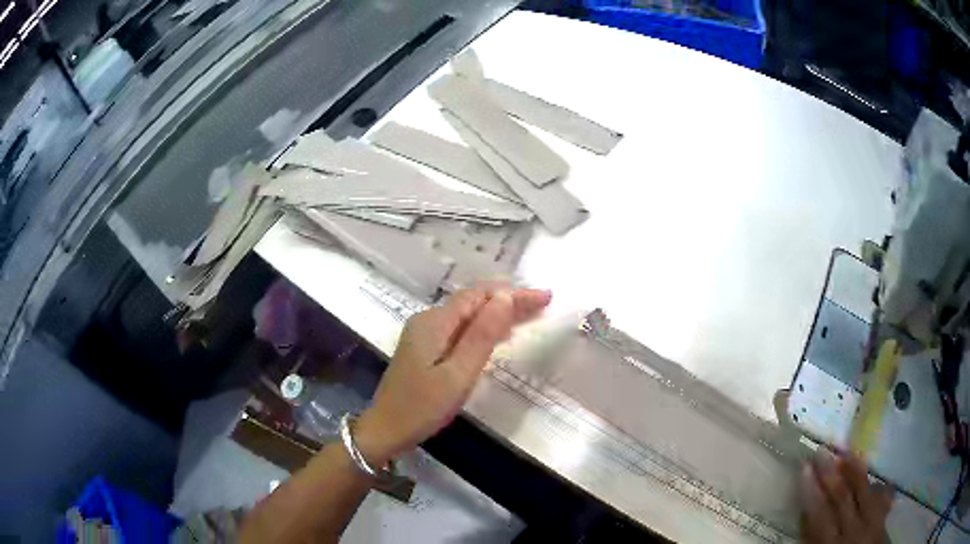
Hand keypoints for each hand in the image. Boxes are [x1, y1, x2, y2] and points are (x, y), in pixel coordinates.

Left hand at [354, 287, 551, 465]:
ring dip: (496, 312)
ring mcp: (424, 333)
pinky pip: (459, 328)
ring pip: (466, 314)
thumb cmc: (423, 407)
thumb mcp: (457, 374)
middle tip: (542, 303)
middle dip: (507, 300)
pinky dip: (482, 327)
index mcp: (435, 322)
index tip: (544, 296)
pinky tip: (497, 335)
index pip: (479, 296)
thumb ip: (481, 336)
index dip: (512, 293)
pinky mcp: (424, 347)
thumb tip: (505, 297)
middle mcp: (428, 320)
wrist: (386, 429)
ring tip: (528, 315)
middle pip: (472, 301)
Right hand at [800, 452, 893, 543]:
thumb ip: (813, 541)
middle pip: (842, 497)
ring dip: (855, 471)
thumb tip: (804, 517)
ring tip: (847, 451)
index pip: (820, 514)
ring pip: (864, 491)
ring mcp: (872, 521)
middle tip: (822, 451)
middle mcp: (853, 529)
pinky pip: (883, 498)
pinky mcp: (884, 520)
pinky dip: (880, 486)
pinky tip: (878, 478)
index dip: (811, 491)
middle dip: (830, 474)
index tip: (805, 468)